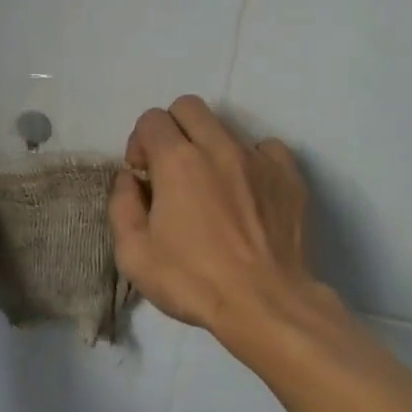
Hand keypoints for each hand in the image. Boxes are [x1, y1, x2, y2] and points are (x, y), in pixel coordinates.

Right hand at [109, 95, 331, 339]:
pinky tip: (247, 191)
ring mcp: (259, 158)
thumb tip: (129, 180)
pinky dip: (250, 160)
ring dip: (209, 146)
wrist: (266, 305)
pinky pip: (266, 148)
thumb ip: (122, 206)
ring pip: (226, 127)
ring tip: (211, 187)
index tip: (143, 176)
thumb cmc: (193, 281)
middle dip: (172, 129)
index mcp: (177, 160)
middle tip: (171, 169)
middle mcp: (219, 147)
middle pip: (188, 107)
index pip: (151, 119)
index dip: (139, 143)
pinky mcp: (289, 176)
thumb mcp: (134, 254)